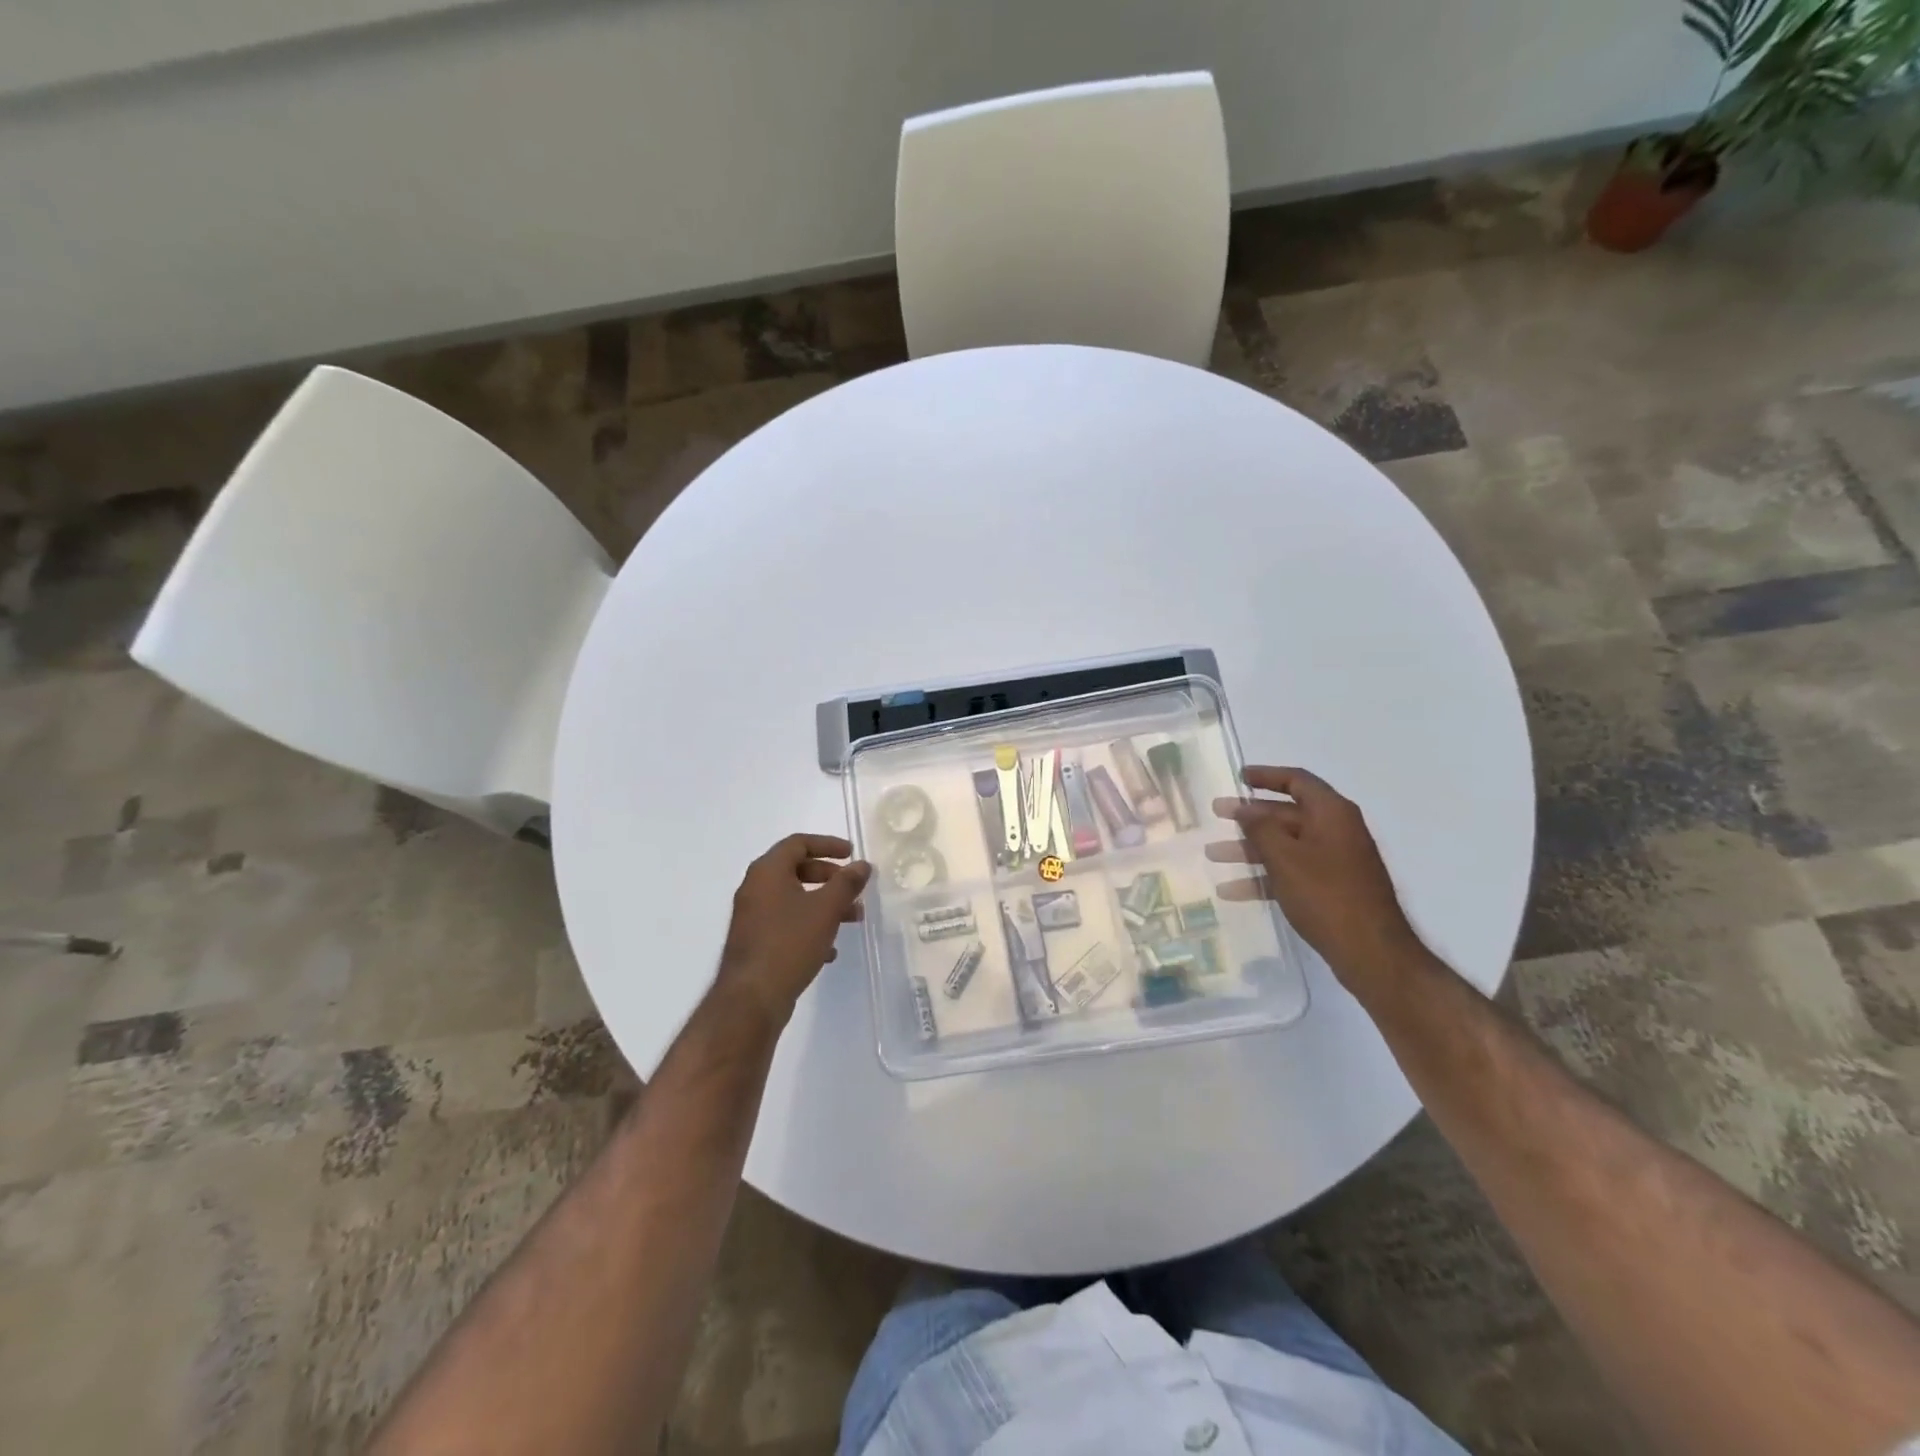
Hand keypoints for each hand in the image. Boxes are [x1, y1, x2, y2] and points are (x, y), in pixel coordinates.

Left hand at [717, 834, 871, 1025]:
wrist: (751, 998)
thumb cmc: (789, 943)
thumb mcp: (826, 909)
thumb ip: (846, 883)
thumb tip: (862, 865)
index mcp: (767, 872)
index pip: (798, 843)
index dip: (827, 845)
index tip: (851, 854)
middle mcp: (755, 889)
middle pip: (796, 870)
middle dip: (829, 877)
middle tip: (853, 887)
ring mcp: (753, 917)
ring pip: (794, 900)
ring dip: (824, 904)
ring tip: (853, 919)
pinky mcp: (755, 943)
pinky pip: (786, 924)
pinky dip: (810, 927)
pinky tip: (830, 949)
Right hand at [1208, 766, 1424, 988]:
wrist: (1371, 951)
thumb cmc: (1326, 894)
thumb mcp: (1285, 857)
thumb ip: (1260, 828)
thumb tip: (1245, 809)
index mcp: (1332, 814)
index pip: (1297, 781)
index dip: (1267, 776)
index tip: (1239, 777)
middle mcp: (1336, 831)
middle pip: (1286, 814)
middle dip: (1249, 817)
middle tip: (1216, 814)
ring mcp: (1334, 861)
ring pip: (1284, 846)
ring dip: (1249, 850)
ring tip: (1213, 855)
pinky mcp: (1330, 889)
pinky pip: (1290, 873)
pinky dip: (1263, 878)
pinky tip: (1231, 891)